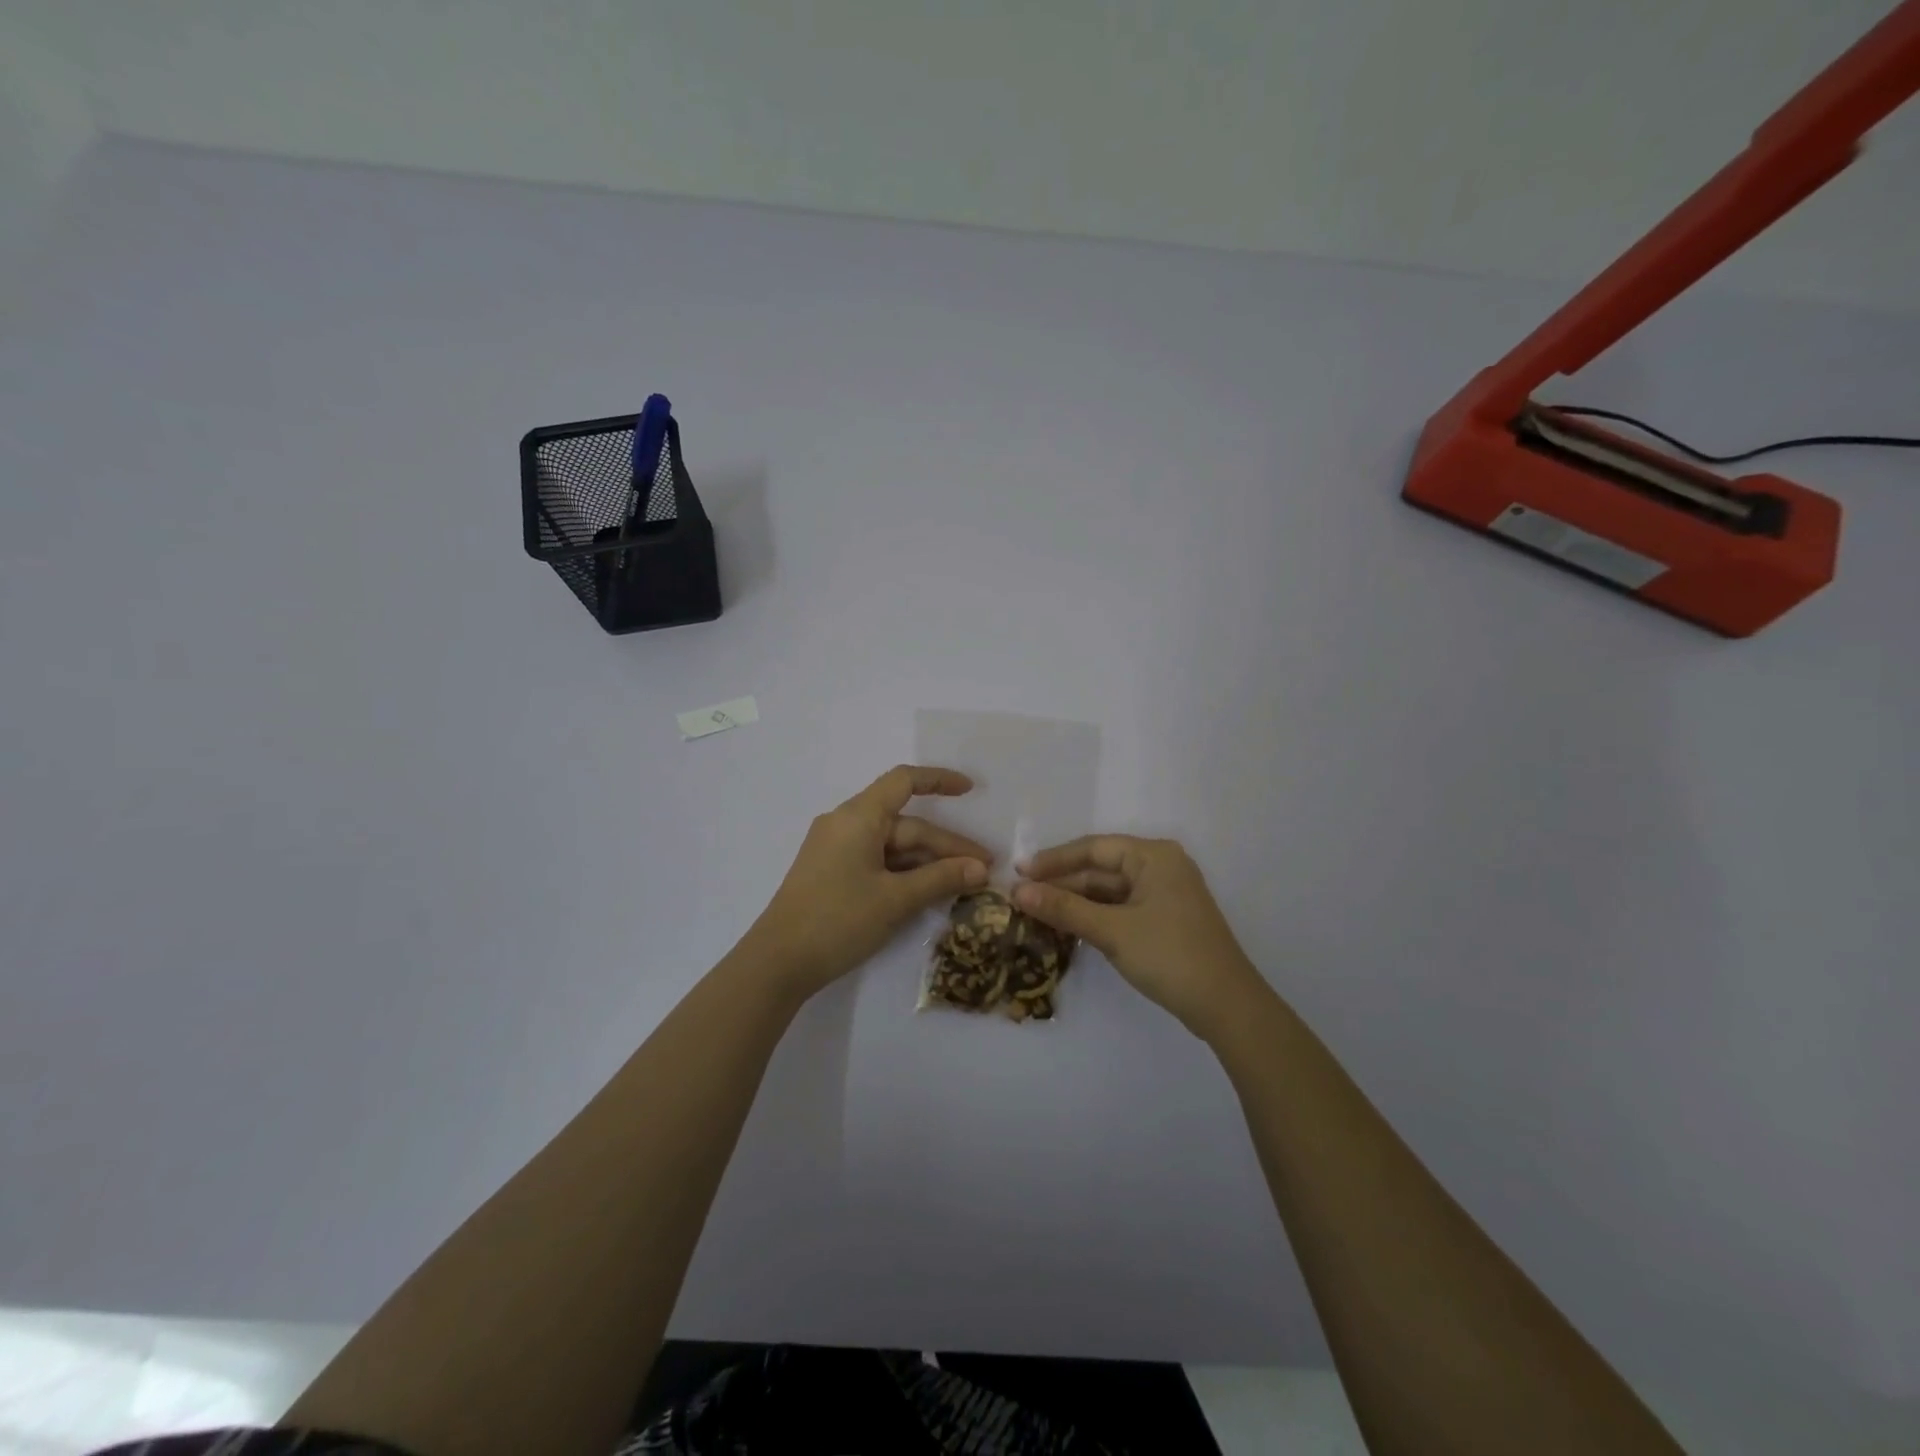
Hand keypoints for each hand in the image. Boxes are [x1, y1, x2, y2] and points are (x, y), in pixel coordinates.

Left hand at [746, 765, 990, 1000]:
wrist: (778, 962)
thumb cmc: (838, 920)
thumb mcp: (895, 899)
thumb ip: (941, 879)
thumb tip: (981, 869)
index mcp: (858, 817)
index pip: (904, 781)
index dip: (939, 781)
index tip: (970, 790)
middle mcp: (846, 824)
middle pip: (906, 825)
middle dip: (945, 846)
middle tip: (983, 870)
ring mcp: (837, 849)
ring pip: (894, 846)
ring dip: (928, 862)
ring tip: (965, 883)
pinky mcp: (833, 872)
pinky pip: (878, 860)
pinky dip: (905, 872)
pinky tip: (930, 890)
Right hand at [1012, 836, 1265, 1037]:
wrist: (1226, 1006)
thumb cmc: (1169, 956)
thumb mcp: (1112, 930)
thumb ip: (1064, 908)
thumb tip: (1018, 892)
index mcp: (1154, 856)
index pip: (1094, 848)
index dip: (1054, 860)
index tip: (1020, 872)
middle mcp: (1161, 866)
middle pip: (1101, 868)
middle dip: (1063, 883)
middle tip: (1022, 896)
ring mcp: (1165, 894)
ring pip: (1110, 890)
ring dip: (1077, 901)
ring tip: (1037, 912)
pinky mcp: (1165, 919)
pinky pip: (1121, 908)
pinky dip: (1095, 916)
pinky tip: (1069, 927)